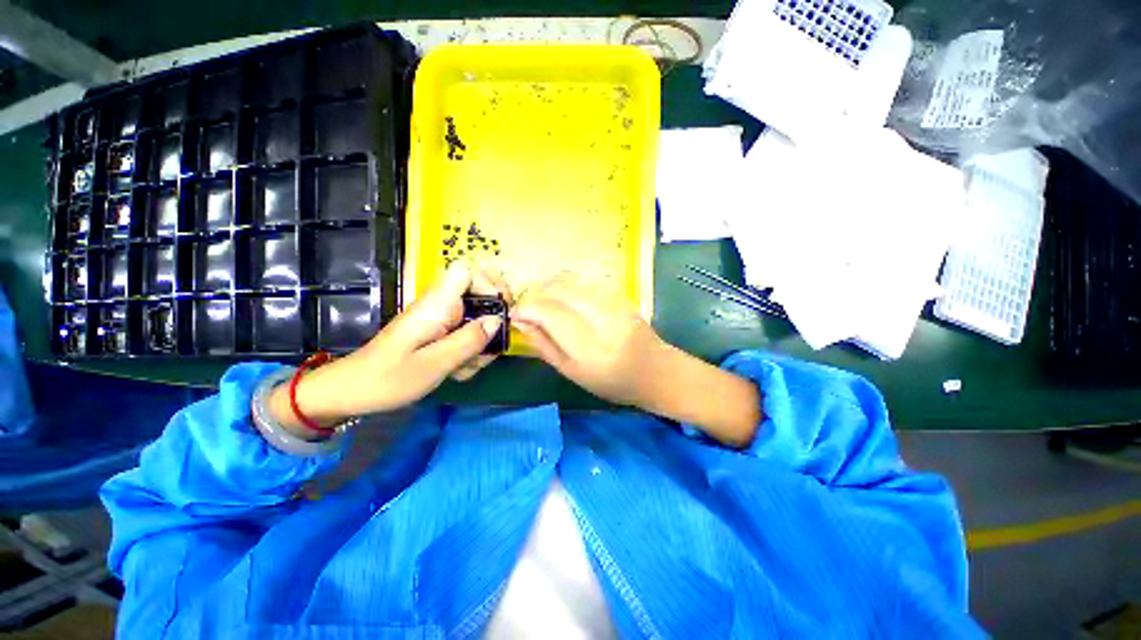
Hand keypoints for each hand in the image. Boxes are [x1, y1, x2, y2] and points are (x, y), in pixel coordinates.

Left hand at [268, 261, 510, 435]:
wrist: (354, 391)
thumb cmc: (389, 378)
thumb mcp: (435, 364)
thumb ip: (468, 341)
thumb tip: (497, 320)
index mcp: (436, 304)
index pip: (466, 270)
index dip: (489, 282)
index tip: (501, 308)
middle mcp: (441, 305)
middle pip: (480, 295)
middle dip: (492, 322)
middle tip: (491, 347)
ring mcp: (441, 318)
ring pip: (477, 319)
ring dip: (482, 344)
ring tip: (470, 367)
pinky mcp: (440, 331)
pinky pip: (467, 334)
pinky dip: (471, 352)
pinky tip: (460, 370)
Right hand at [513, 274, 760, 447]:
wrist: (657, 371)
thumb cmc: (614, 383)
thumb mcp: (573, 373)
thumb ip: (545, 346)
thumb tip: (520, 321)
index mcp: (592, 349)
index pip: (551, 313)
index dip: (527, 308)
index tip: (515, 314)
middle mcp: (604, 319)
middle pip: (559, 290)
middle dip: (535, 294)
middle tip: (527, 308)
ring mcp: (615, 303)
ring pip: (571, 280)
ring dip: (548, 287)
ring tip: (541, 303)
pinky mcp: (620, 294)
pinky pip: (584, 281)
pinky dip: (565, 286)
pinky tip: (562, 299)